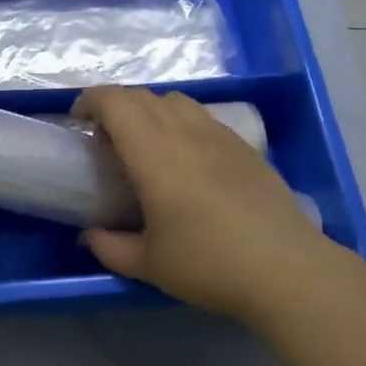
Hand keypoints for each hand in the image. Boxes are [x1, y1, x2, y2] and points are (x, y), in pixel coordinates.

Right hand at [72, 87, 349, 324]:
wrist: (286, 268)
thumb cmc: (209, 264)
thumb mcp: (149, 264)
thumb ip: (110, 247)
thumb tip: (88, 236)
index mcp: (153, 152)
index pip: (114, 101)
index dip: (90, 101)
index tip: (79, 122)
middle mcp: (184, 131)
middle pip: (142, 96)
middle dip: (115, 106)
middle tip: (105, 138)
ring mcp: (218, 134)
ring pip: (175, 99)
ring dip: (149, 109)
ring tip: (145, 142)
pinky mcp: (243, 145)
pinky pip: (201, 115)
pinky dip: (180, 120)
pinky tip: (186, 156)